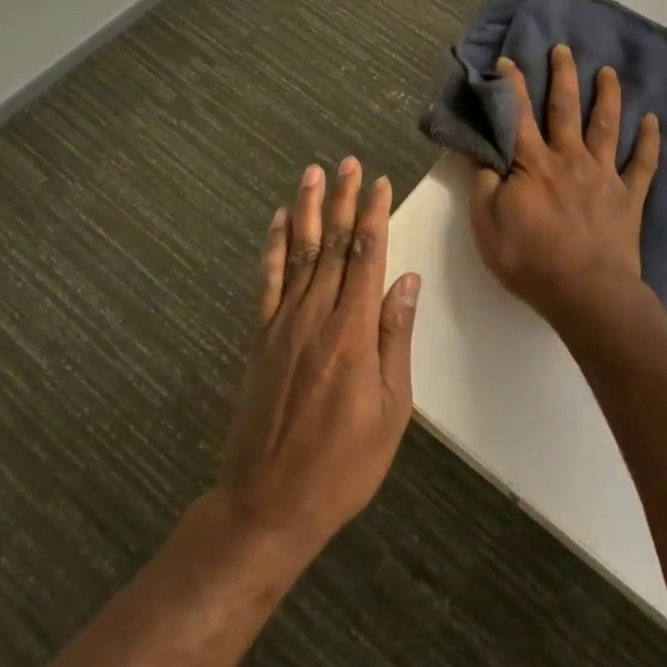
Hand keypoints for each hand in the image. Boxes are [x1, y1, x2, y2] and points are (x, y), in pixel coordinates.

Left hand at [218, 157, 420, 560]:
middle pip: (332, 245)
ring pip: (298, 253)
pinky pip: (267, 283)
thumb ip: (394, 339)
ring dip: (306, 210)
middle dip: (341, 200)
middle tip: (347, 162)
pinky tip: (276, 223)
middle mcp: (315, 317)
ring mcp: (282, 325)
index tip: (379, 183)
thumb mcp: (390, 409)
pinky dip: (272, 248)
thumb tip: (406, 281)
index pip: (366, 257)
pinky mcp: (260, 339)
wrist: (268, 504)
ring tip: (312, 173)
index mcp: (352, 332)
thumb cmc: (343, 464)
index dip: (373, 216)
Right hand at [470, 44, 660, 330]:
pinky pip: (643, 164)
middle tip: (564, 49)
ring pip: (607, 126)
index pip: (518, 116)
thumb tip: (480, 149)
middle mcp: (570, 158)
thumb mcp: (487, 224)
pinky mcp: (629, 197)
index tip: (509, 60)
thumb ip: (483, 183)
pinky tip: (654, 121)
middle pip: (566, 109)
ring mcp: (604, 175)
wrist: (587, 293)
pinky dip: (649, 142)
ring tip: (609, 72)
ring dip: (608, 96)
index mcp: (533, 164)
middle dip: (563, 76)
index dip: (511, 86)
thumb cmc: (530, 260)